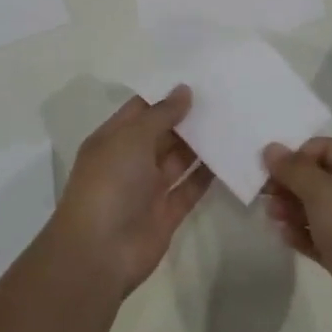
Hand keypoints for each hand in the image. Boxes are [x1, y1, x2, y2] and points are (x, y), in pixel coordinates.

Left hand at [52, 88, 212, 299]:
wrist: (100, 253)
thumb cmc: (110, 183)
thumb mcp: (132, 138)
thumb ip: (161, 113)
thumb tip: (184, 90)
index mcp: (113, 139)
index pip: (141, 109)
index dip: (166, 94)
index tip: (199, 78)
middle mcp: (130, 161)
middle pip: (163, 133)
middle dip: (188, 117)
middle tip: (224, 96)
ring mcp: (148, 189)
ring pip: (178, 159)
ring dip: (201, 143)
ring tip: (232, 120)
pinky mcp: (167, 214)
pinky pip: (190, 188)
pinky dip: (207, 175)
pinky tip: (230, 155)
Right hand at [261, 137, 331, 331]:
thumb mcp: (322, 192)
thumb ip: (294, 169)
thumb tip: (271, 148)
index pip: (326, 148)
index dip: (297, 155)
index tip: (272, 170)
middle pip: (320, 178)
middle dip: (290, 183)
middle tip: (265, 194)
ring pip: (318, 209)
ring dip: (292, 208)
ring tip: (271, 215)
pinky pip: (320, 237)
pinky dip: (301, 234)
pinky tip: (283, 236)